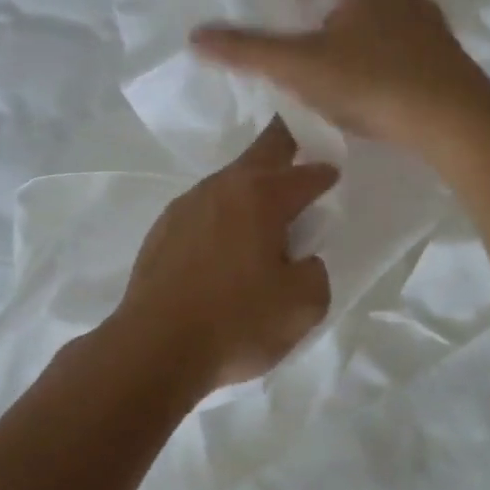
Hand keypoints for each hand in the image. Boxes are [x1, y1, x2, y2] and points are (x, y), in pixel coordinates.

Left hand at [108, 119, 335, 395]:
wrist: (154, 347)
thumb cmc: (236, 322)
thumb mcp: (303, 306)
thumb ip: (314, 273)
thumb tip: (301, 261)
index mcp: (261, 196)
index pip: (305, 174)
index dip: (325, 174)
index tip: (334, 176)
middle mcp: (222, 188)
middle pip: (262, 152)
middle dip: (286, 143)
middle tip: (301, 143)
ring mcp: (186, 205)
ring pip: (229, 181)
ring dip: (251, 186)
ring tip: (265, 208)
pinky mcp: (162, 230)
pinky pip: (204, 210)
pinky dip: (223, 215)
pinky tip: (225, 241)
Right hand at [190, 0, 489, 152]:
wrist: (451, 119)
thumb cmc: (369, 82)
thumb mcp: (298, 67)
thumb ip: (248, 51)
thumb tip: (195, 36)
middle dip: (340, 5)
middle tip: (317, 24)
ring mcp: (431, 29)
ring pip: (391, 21)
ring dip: (366, 32)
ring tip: (345, 56)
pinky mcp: (449, 61)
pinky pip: (410, 51)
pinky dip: (389, 58)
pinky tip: (380, 85)